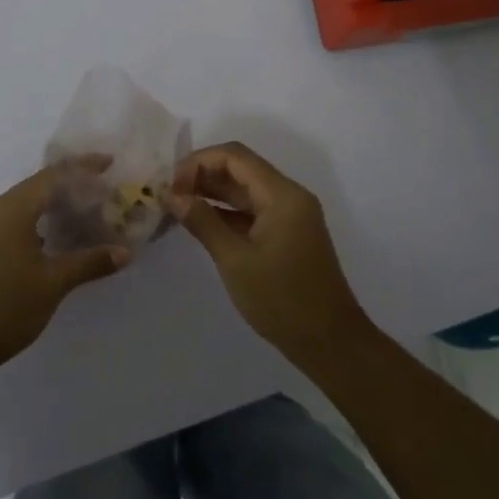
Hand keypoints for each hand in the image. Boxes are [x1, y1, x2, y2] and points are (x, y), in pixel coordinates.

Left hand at [0, 158, 128, 378]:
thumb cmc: (5, 307)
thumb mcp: (53, 283)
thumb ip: (90, 262)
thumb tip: (124, 252)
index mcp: (11, 210)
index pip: (52, 176)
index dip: (83, 167)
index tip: (110, 163)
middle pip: (39, 185)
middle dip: (72, 183)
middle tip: (105, 188)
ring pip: (27, 203)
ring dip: (56, 203)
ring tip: (88, 209)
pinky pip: (17, 220)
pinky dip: (41, 220)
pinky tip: (60, 235)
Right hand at [168, 142, 373, 365]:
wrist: (330, 342)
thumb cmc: (282, 300)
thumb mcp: (235, 260)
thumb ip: (203, 222)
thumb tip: (172, 195)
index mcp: (282, 195)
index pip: (235, 157)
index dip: (198, 162)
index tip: (170, 185)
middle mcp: (288, 196)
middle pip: (240, 168)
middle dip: (202, 175)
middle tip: (168, 194)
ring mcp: (289, 215)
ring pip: (245, 189)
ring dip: (212, 192)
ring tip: (176, 205)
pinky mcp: (287, 234)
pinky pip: (252, 210)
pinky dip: (226, 212)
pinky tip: (199, 221)